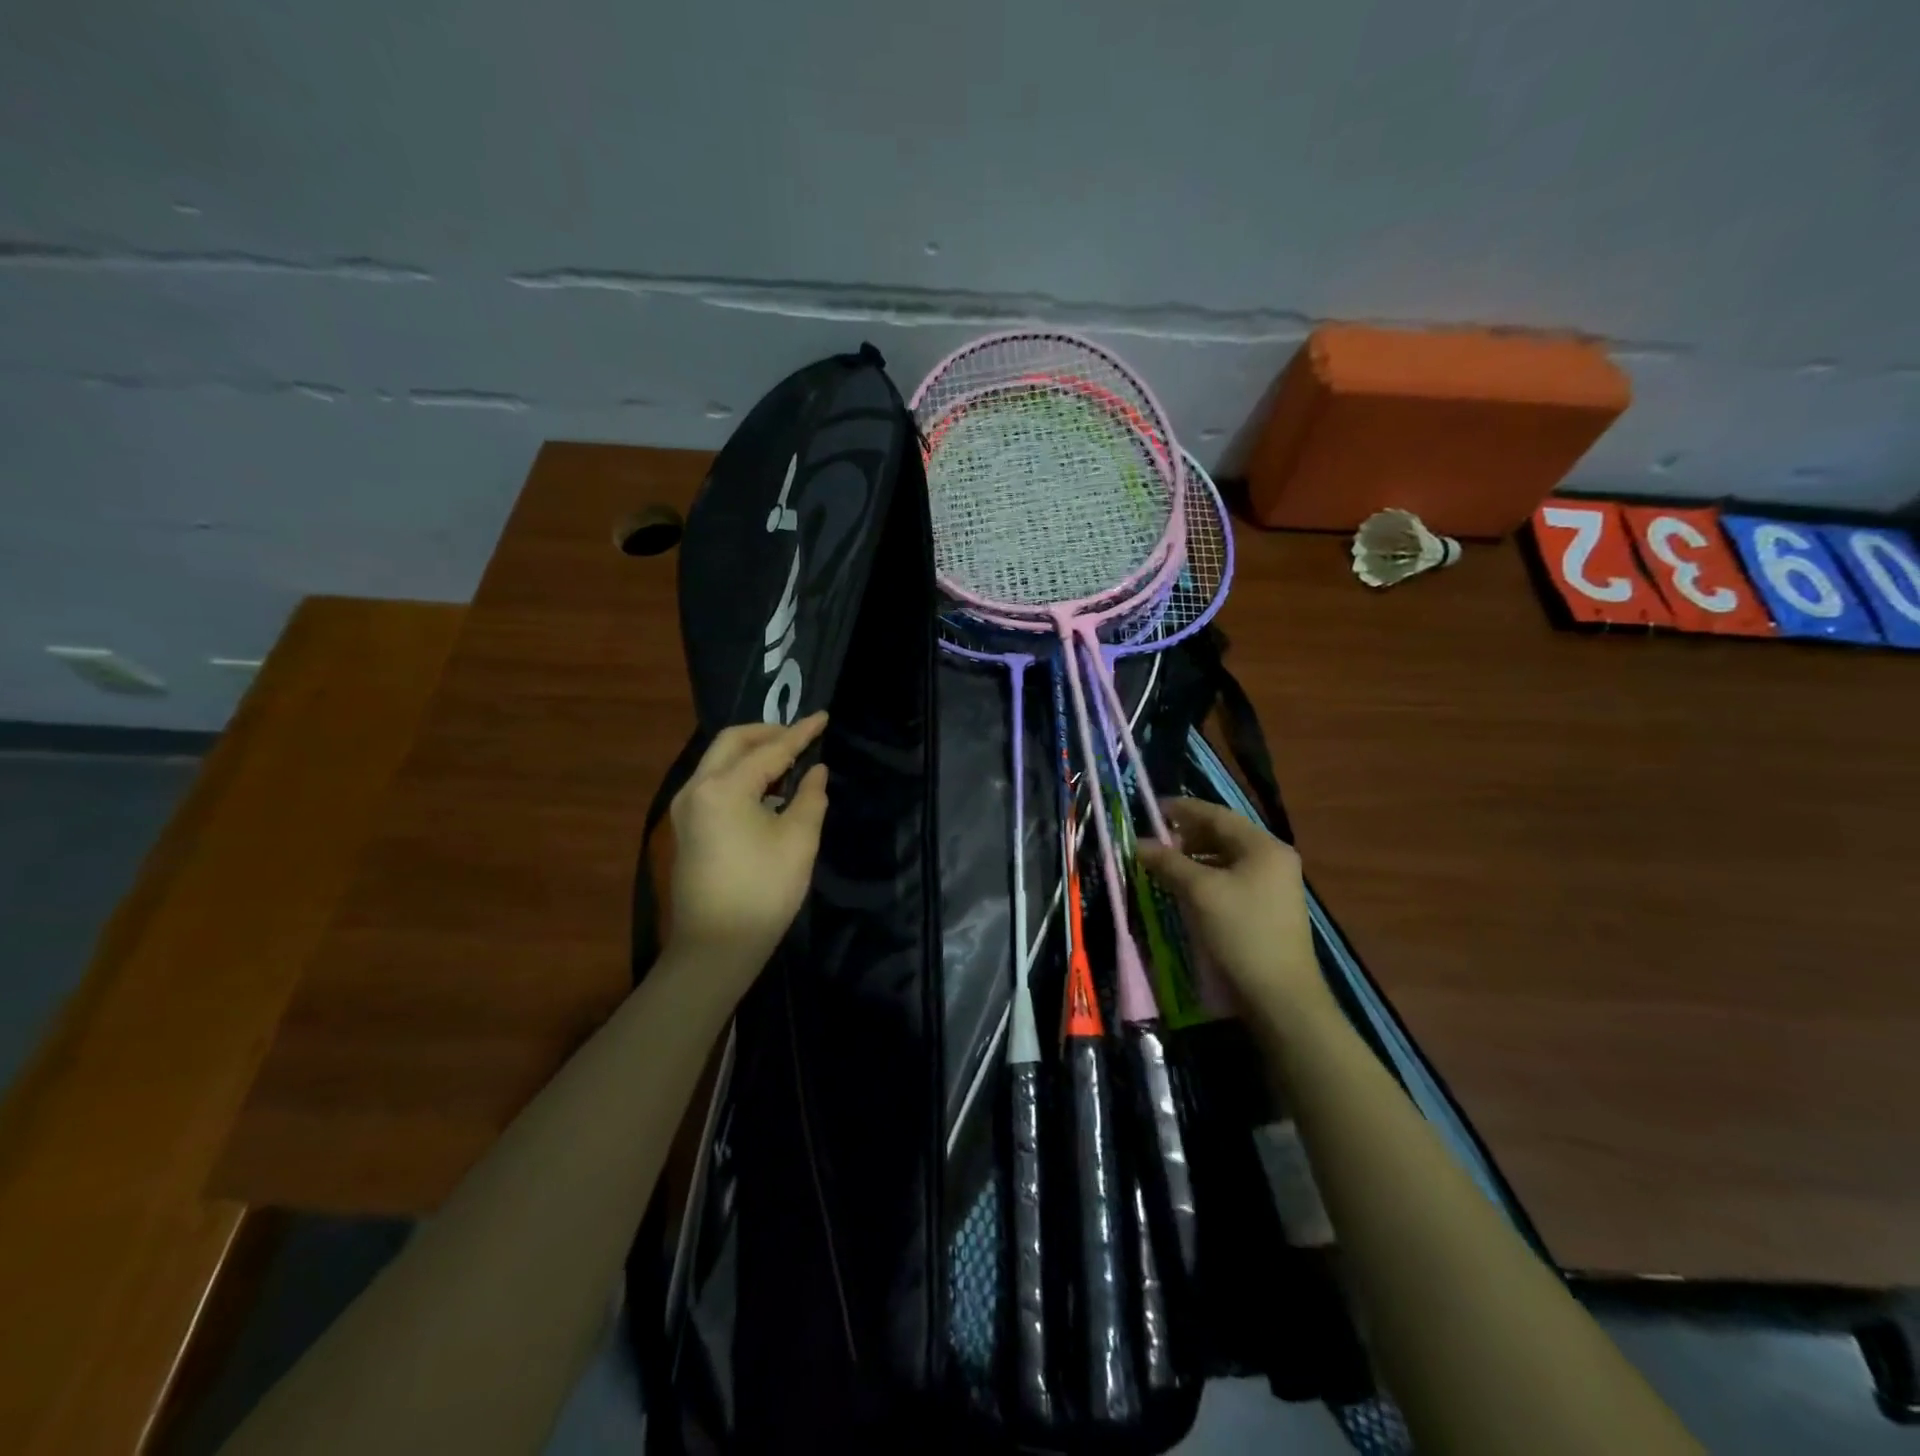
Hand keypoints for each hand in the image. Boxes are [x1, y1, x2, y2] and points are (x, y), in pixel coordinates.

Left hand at [666, 713, 829, 996]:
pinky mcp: (687, 826)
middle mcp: (696, 788)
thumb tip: (815, 771)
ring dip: (752, 752)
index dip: (801, 733)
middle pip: (732, 742)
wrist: (715, 948)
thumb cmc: (763, 892)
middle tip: (801, 736)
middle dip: (768, 733)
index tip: (823, 717)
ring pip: (719, 760)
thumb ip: (810, 797)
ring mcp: (686, 807)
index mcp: (724, 789)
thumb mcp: (799, 841)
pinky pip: (714, 781)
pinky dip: (740, 773)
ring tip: (789, 759)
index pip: (769, 750)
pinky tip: (767, 788)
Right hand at [1135, 798, 1325, 1020]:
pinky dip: (1207, 877)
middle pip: (1224, 835)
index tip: (1153, 808)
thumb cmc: (1241, 932)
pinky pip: (1232, 880)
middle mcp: (1274, 859)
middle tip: (1155, 839)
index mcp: (1263, 847)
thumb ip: (1169, 862)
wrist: (1281, 996)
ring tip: (1165, 863)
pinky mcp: (1269, 909)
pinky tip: (1186, 888)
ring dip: (1195, 857)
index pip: (1218, 815)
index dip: (1183, 810)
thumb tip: (1139, 843)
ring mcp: (1275, 886)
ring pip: (1227, 859)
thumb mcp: (1199, 892)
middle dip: (1187, 835)